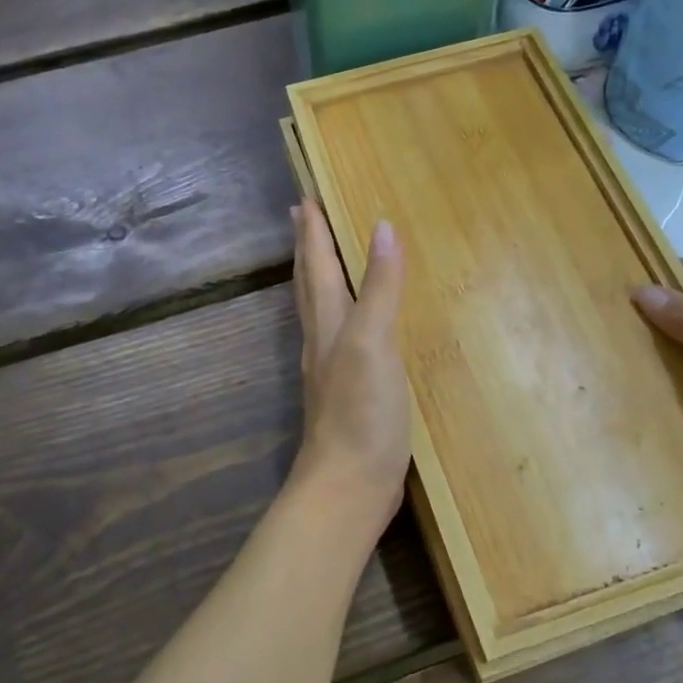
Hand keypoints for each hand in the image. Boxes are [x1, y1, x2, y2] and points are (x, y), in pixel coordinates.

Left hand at [289, 198, 410, 530]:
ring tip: (320, 258)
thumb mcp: (374, 342)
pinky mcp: (348, 392)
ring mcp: (332, 368)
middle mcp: (323, 339)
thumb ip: (380, 287)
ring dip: (317, 277)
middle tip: (300, 216)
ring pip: (319, 309)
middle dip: (306, 247)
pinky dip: (341, 313)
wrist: (349, 485)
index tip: (305, 196)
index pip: (317, 264)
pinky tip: (351, 323)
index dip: (313, 230)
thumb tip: (383, 227)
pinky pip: (340, 336)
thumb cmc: (361, 412)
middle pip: (309, 282)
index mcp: (328, 322)